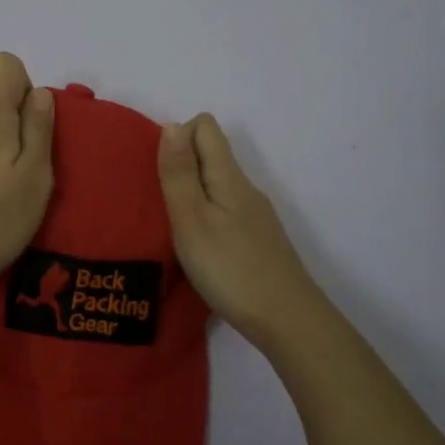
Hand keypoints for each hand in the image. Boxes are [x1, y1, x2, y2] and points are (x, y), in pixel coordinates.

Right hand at [158, 113, 327, 351]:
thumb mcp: (192, 219)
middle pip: (211, 154)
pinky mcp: (258, 241)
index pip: (205, 127)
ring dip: (191, 194)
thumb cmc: (230, 268)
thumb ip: (180, 173)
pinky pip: (225, 211)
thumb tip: (172, 124)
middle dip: (179, 167)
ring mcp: (255, 216)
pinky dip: (205, 218)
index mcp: (229, 176)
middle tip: (157, 204)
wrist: (286, 320)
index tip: (158, 173)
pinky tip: (196, 249)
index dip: (177, 137)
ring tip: (170, 228)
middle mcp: (245, 188)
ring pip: (217, 186)